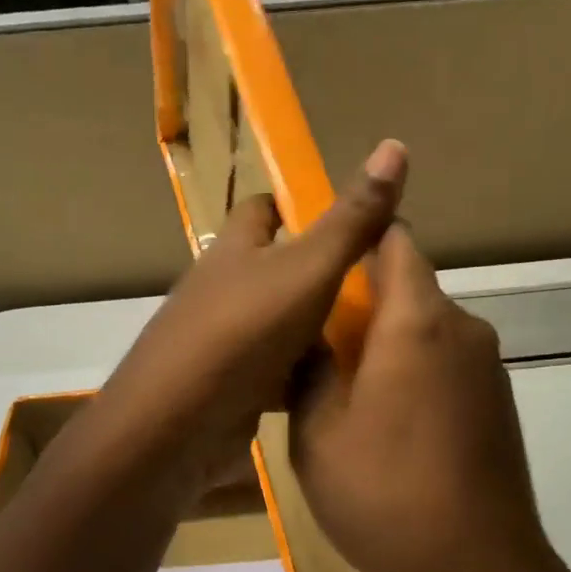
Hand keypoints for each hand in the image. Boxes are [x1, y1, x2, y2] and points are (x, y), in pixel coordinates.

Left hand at [94, 140, 408, 481]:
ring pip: (281, 325)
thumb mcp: (307, 270)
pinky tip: (343, 386)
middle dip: (322, 275)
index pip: (263, 209)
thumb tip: (395, 145)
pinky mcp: (230, 388)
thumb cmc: (242, 332)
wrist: (176, 426)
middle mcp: (225, 289)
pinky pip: (277, 373)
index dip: (300, 206)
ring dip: (318, 331)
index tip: (349, 221)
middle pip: (276, 270)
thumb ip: (350, 220)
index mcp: (235, 249)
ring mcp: (224, 342)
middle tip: (381, 287)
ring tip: (377, 337)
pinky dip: (305, 377)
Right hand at [291, 226, 570, 571]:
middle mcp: (463, 330)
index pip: (395, 241)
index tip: (321, 263)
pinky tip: (391, 429)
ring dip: (389, 345)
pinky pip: (448, 366)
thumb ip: (311, 368)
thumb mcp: (317, 432)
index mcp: (416, 321)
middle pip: (411, 288)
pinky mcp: (500, 405)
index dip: (359, 239)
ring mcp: (489, 369)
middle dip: (364, 305)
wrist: (475, 571)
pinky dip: (416, 375)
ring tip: (348, 396)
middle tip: (317, 347)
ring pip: (428, 331)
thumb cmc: (383, 493)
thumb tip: (310, 336)